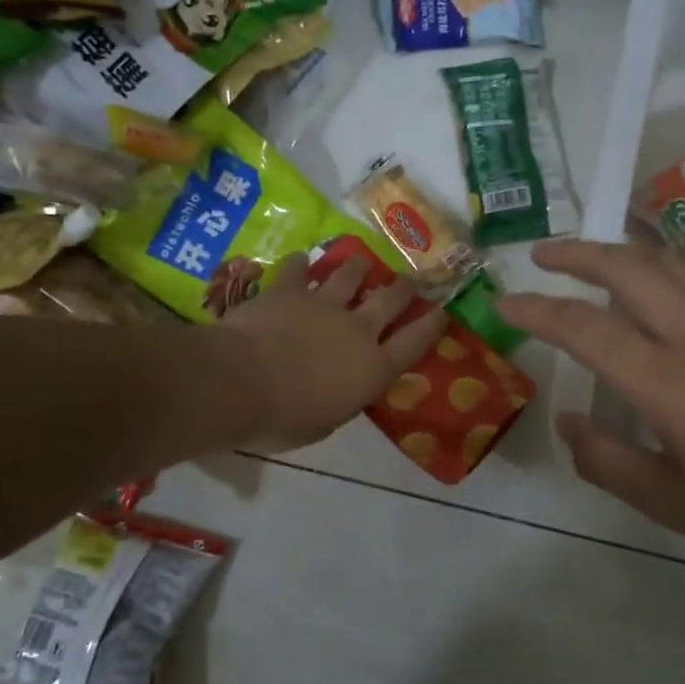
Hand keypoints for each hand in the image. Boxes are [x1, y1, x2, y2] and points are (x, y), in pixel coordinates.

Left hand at [216, 253, 447, 451]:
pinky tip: (301, 260)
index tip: (443, 313)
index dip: (432, 326)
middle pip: (390, 300)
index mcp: (372, 367)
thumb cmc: (285, 418)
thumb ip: (342, 399)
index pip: (414, 343)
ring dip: (358, 267)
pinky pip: (298, 269)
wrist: (241, 382)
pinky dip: (301, 264)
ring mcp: (324, 303)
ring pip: (350, 275)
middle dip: (404, 288)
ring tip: (361, 261)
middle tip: (410, 280)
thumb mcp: (325, 423)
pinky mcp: (289, 290)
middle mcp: (357, 329)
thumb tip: (342, 390)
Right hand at [498, 240, 684, 567]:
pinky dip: (659, 262)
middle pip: (626, 268)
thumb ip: (608, 461)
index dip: (537, 311)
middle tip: (541, 256)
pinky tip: (653, 280)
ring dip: (618, 250)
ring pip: (665, 260)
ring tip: (588, 257)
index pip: (585, 328)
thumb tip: (569, 422)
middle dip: (575, 254)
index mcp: (668, 381)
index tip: (504, 303)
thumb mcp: (673, 504)